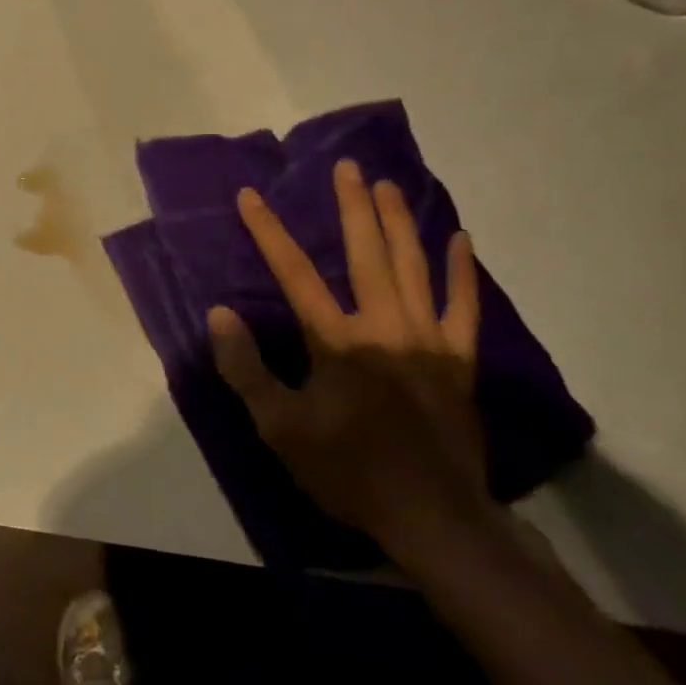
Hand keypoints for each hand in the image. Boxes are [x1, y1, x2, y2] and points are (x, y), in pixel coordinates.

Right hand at [206, 159, 492, 557]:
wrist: (432, 517)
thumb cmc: (346, 469)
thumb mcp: (279, 427)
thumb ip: (246, 367)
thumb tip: (221, 314)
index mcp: (337, 341)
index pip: (294, 273)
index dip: (268, 231)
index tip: (251, 196)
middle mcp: (384, 327)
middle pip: (366, 254)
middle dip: (353, 207)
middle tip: (348, 167)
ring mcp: (429, 340)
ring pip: (415, 268)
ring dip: (400, 223)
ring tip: (389, 185)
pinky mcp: (460, 360)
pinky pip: (465, 306)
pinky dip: (462, 271)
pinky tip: (460, 240)